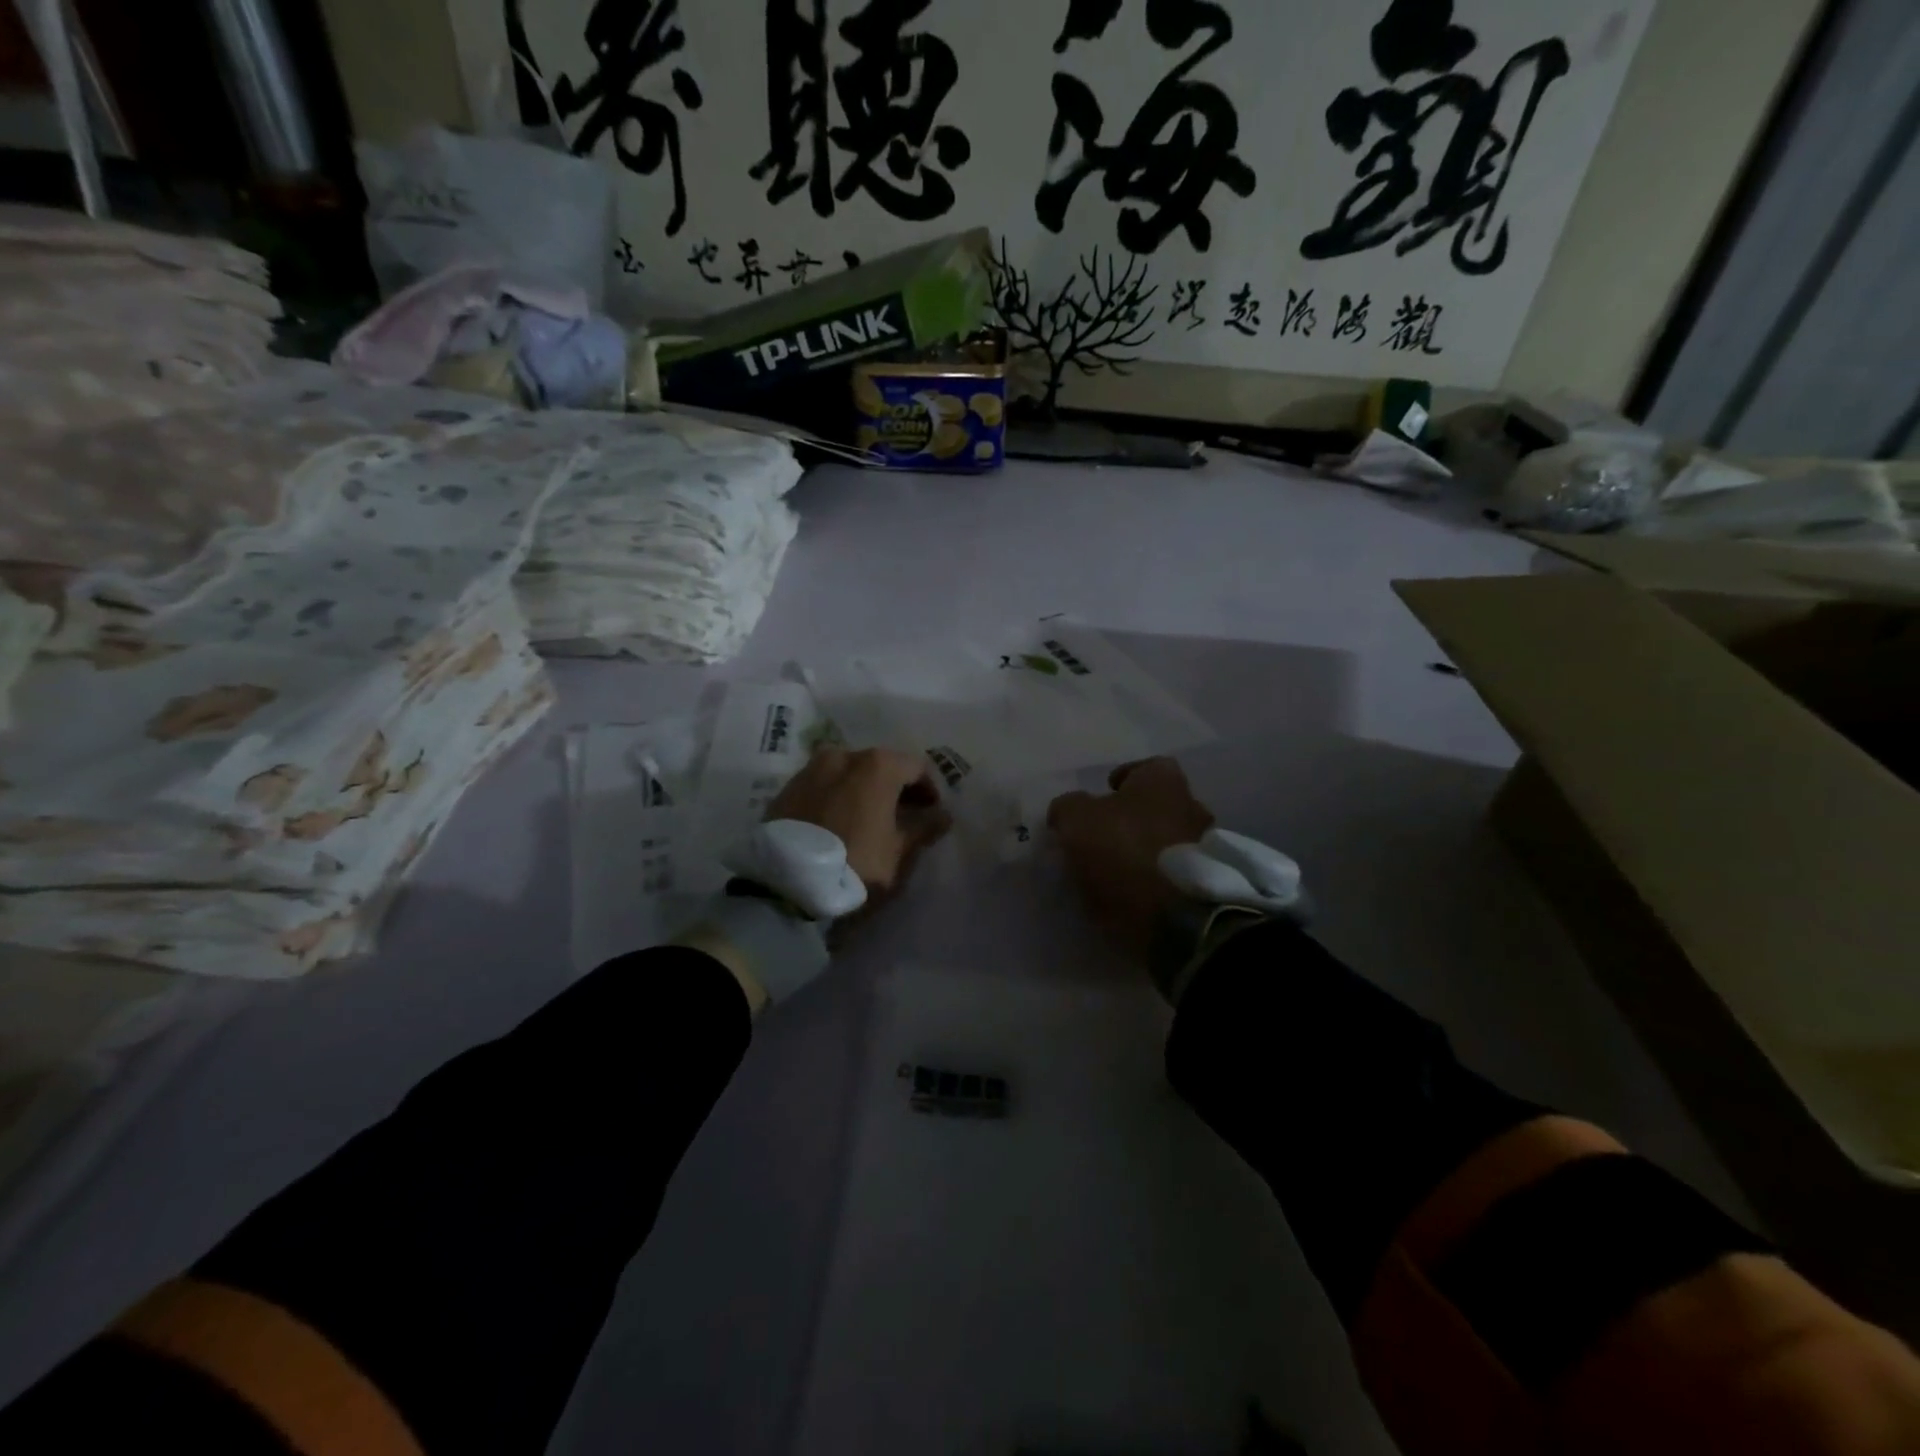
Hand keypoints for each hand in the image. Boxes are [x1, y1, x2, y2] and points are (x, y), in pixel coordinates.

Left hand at [767, 746, 951, 897]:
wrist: (785, 885)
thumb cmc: (856, 863)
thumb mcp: (899, 852)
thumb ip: (924, 828)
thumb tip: (943, 815)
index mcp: (877, 765)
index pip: (916, 767)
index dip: (928, 790)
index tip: (931, 814)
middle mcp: (843, 756)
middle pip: (880, 766)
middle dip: (894, 788)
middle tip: (902, 817)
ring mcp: (810, 769)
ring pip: (848, 774)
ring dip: (862, 792)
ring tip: (867, 822)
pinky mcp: (786, 789)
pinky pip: (822, 787)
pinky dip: (836, 798)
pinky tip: (837, 824)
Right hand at [1047, 757, 1214, 953]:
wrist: (1174, 917)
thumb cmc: (1124, 851)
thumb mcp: (1076, 820)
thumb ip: (1068, 807)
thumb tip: (1067, 810)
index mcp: (1164, 781)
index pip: (1145, 767)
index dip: (1122, 778)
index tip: (1104, 794)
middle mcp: (1192, 806)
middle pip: (1159, 804)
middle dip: (1134, 816)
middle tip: (1104, 833)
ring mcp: (1205, 848)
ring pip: (1168, 839)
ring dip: (1146, 849)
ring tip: (1115, 868)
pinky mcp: (1207, 886)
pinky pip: (1174, 873)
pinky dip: (1156, 878)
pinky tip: (1133, 891)